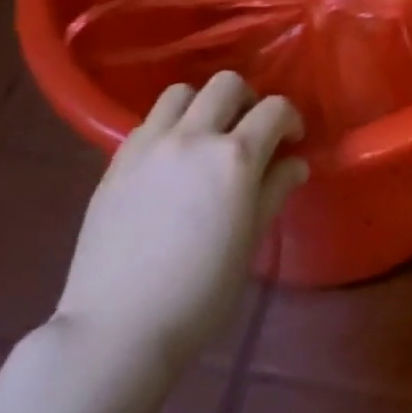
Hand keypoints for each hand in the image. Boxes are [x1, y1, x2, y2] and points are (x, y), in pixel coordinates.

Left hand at [53, 73, 307, 375]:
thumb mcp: (250, 240)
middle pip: (227, 84)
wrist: (118, 328)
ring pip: (181, 92)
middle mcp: (193, 137)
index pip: (275, 109)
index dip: (290, 119)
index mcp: (235, 157)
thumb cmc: (200, 292)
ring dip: (202, 105)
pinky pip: (148, 123)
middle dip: (248, 100)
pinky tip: (169, 162)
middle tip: (250, 132)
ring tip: (206, 137)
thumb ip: (274, 190)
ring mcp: (149, 146)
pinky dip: (168, 128)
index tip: (291, 141)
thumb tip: (295, 163)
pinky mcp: (116, 162)